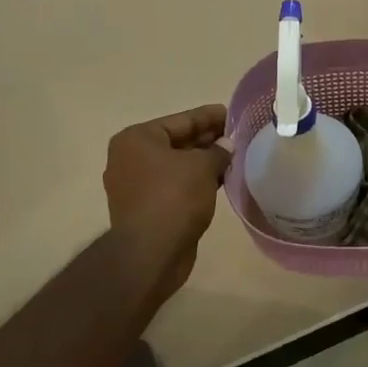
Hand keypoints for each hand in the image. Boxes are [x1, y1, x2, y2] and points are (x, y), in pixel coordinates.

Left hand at [103, 104, 232, 296]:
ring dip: (203, 163)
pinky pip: (174, 186)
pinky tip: (219, 181)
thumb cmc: (173, 197)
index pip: (180, 120)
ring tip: (233, 158)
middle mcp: (130, 158)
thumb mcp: (201, 166)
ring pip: (176, 166)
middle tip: (236, 136)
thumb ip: (217, 151)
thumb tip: (226, 146)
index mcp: (136, 139)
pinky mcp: (146, 209)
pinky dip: (195, 182)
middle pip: (176, 142)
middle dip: (207, 140)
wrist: (151, 253)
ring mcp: (135, 186)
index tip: (231, 113)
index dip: (208, 117)